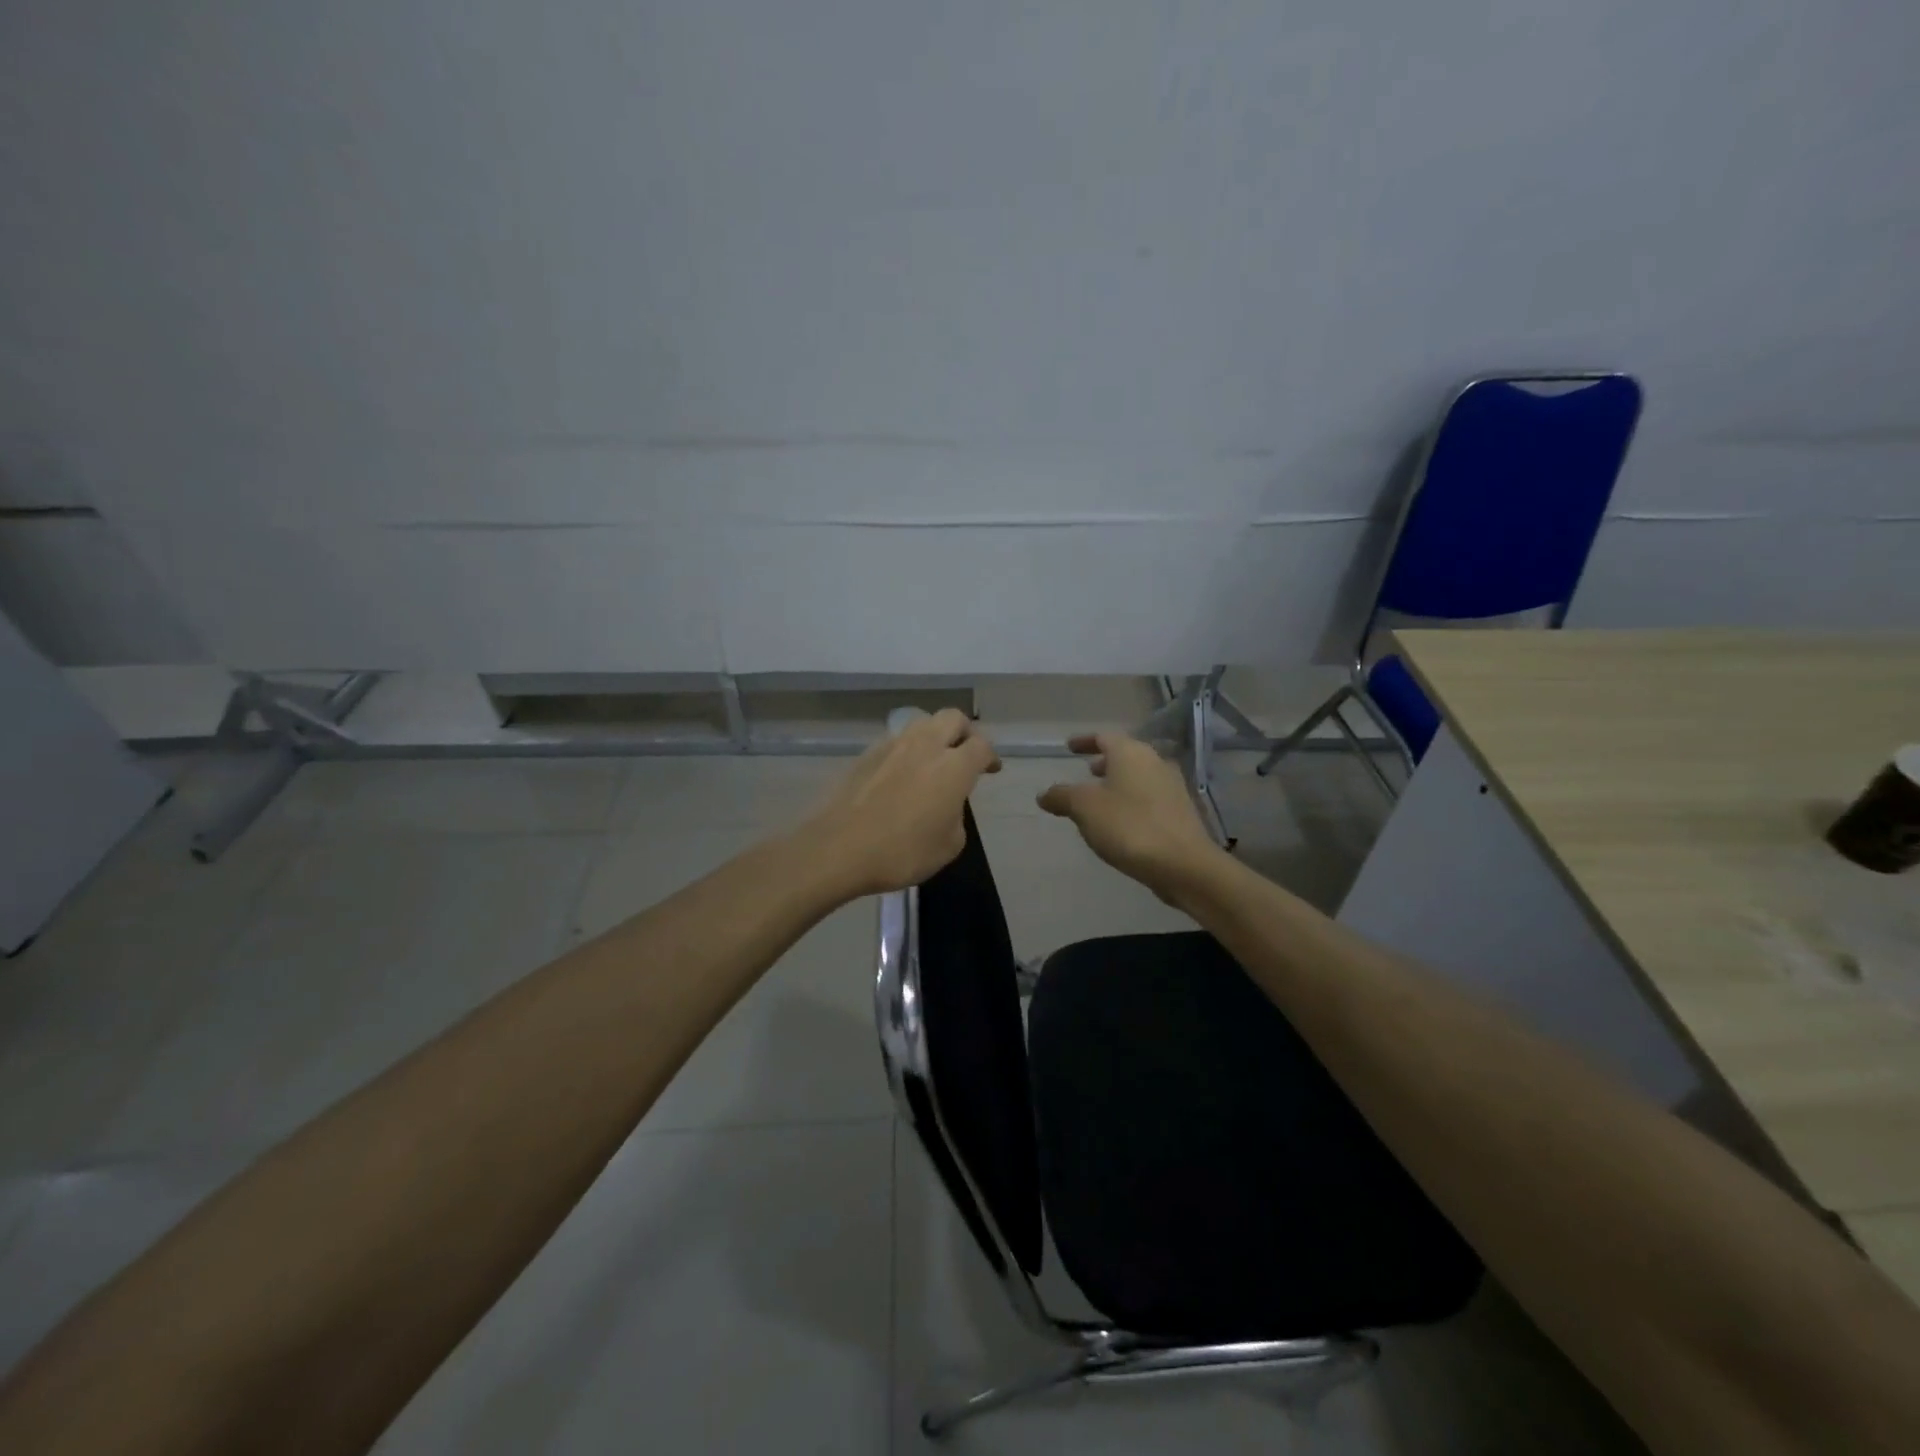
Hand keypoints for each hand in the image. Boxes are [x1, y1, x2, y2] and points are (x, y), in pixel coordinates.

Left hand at [802, 708, 1000, 898]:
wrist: (838, 848)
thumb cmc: (901, 852)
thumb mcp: (948, 846)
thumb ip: (956, 816)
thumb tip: (946, 805)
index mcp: (953, 767)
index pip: (981, 745)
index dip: (990, 756)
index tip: (990, 769)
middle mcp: (925, 746)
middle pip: (953, 718)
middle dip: (965, 732)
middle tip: (965, 754)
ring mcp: (892, 745)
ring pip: (922, 723)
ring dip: (934, 735)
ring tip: (932, 760)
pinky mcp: (865, 754)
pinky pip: (895, 741)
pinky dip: (906, 750)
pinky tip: (901, 774)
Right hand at [1038, 731, 1222, 900]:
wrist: (1183, 864)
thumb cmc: (1129, 826)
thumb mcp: (1084, 809)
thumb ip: (1062, 796)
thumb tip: (1044, 794)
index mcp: (1131, 753)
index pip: (1104, 736)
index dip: (1084, 741)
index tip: (1069, 747)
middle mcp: (1155, 762)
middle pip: (1125, 755)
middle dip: (1104, 762)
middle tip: (1086, 771)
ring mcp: (1172, 787)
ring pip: (1139, 776)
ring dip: (1119, 782)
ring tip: (1101, 798)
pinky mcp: (1181, 812)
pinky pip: (1149, 797)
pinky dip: (1132, 800)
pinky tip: (1121, 821)